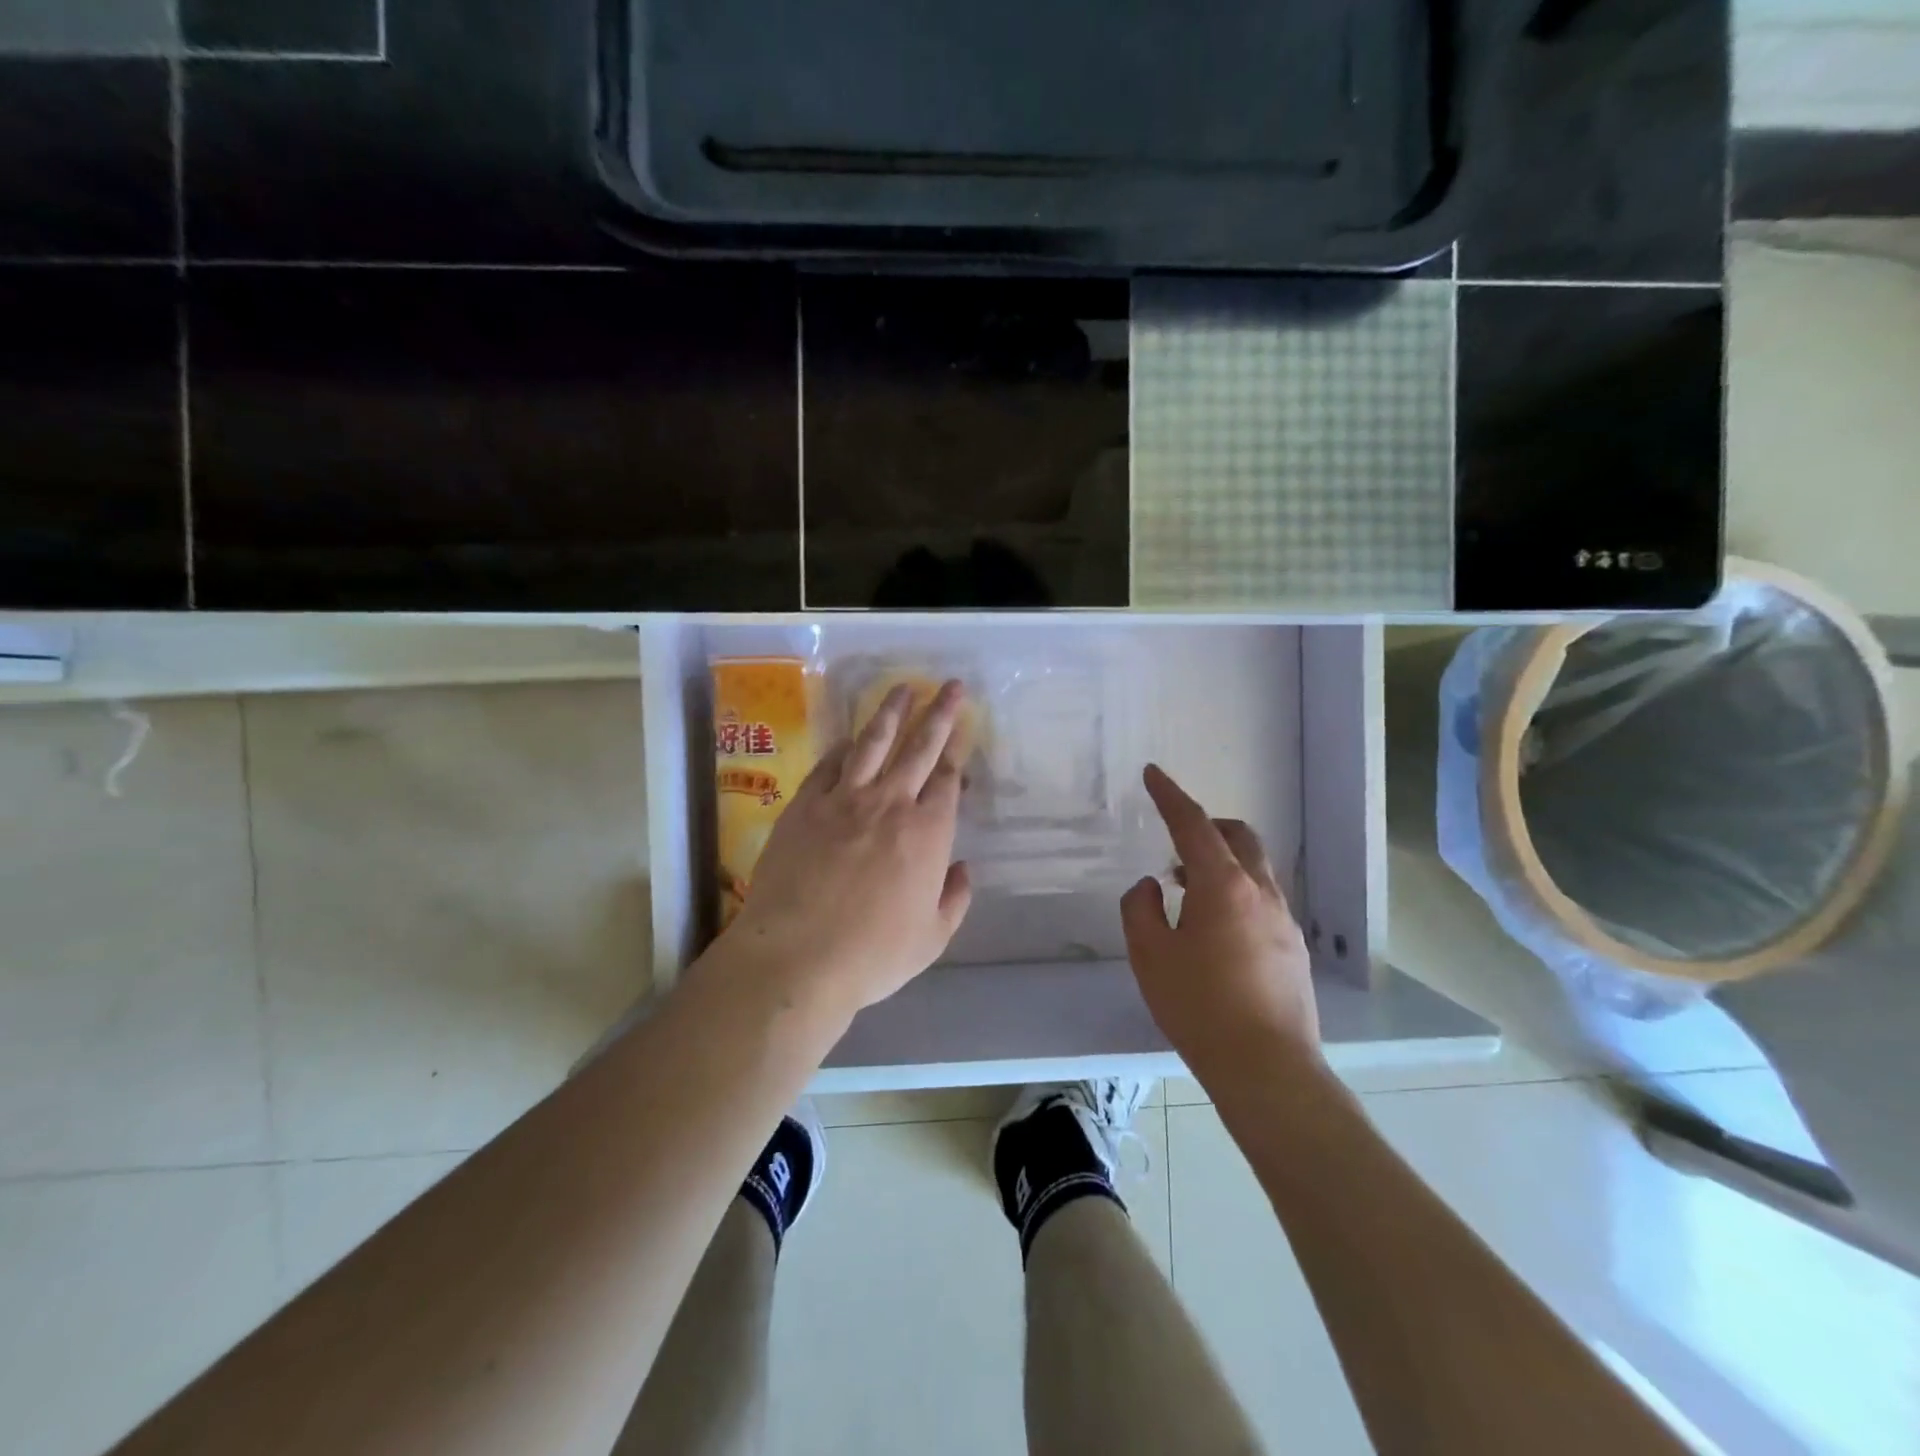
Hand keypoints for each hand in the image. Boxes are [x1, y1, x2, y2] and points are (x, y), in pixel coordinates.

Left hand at [722, 681, 973, 1019]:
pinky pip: (829, 764)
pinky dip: (844, 746)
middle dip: (938, 713)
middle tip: (950, 685)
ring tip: (903, 689)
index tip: (963, 734)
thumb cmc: (872, 954)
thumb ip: (954, 899)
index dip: (957, 754)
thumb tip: (963, 869)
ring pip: (872, 743)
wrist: (796, 956)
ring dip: (891, 713)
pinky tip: (850, 736)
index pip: (947, 781)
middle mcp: (889, 804)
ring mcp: (843, 800)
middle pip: (919, 748)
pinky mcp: (804, 806)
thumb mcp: (932, 938)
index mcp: (927, 833)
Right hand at [1120, 764, 1320, 1088]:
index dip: (1170, 795)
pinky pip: (1263, 897)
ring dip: (1221, 860)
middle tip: (1174, 838)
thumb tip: (1151, 886)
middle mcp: (1261, 892)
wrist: (1269, 1069)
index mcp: (1223, 885)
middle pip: (1238, 836)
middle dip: (1205, 824)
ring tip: (1187, 888)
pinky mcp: (1294, 947)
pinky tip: (1216, 927)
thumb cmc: (1200, 1008)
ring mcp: (1285, 919)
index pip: (1193, 824)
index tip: (1153, 774)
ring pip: (1254, 867)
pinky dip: (1237, 889)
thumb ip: (1140, 909)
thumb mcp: (1150, 956)